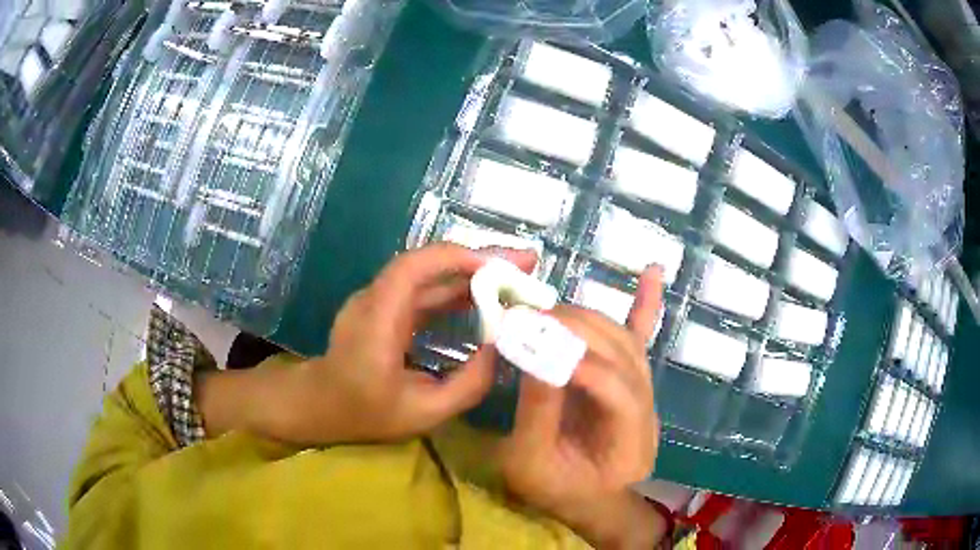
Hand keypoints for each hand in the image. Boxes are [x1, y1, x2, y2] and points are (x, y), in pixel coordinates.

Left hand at [198, 243, 536, 445]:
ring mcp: (378, 299)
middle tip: (528, 263)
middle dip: (480, 259)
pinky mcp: (385, 306)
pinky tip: (486, 297)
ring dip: (473, 271)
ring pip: (429, 274)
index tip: (504, 265)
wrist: (317, 405)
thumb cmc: (364, 414)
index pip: (414, 268)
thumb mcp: (424, 413)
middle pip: (428, 263)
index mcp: (377, 322)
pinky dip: (458, 288)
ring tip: (517, 277)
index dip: (459, 258)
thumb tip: (503, 349)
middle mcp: (375, 299)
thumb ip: (469, 384)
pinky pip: (425, 289)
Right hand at [500, 266, 665, 548]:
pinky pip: (641, 338)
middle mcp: (648, 414)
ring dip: (588, 319)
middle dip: (578, 331)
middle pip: (625, 358)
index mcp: (629, 447)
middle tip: (531, 319)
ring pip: (627, 342)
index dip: (579, 363)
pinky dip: (646, 302)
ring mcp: (645, 393)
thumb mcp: (530, 464)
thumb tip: (534, 350)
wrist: (582, 498)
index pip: (617, 393)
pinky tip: (652, 270)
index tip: (534, 341)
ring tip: (548, 312)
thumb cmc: (554, 490)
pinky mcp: (633, 379)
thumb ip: (538, 412)